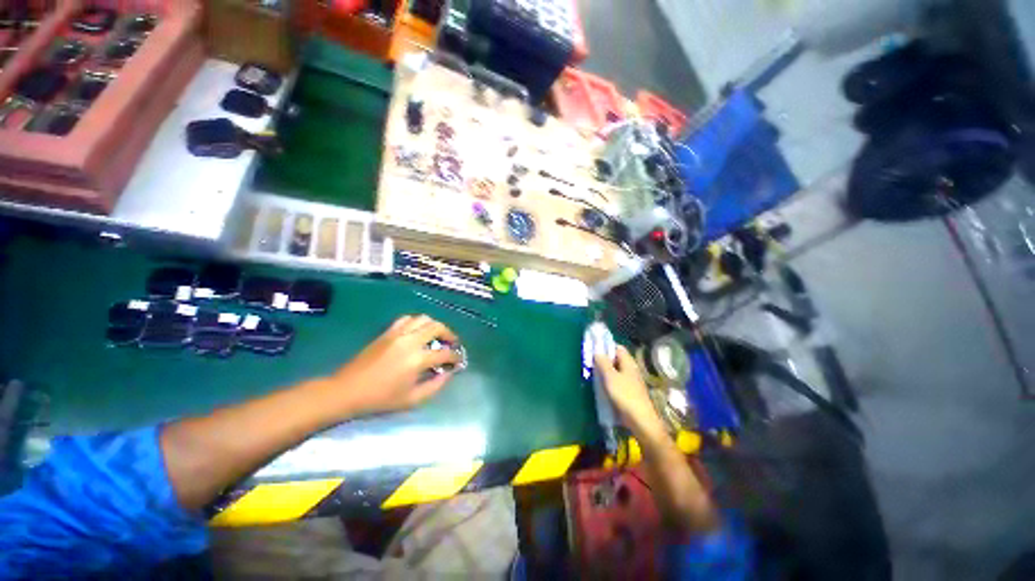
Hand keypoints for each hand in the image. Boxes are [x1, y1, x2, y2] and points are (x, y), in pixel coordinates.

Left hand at [328, 315, 460, 414]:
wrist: (347, 391)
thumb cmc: (380, 399)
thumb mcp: (412, 400)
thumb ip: (435, 386)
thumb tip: (449, 373)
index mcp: (417, 359)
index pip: (445, 353)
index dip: (456, 356)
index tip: (459, 361)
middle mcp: (410, 341)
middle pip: (438, 327)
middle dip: (450, 334)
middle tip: (452, 344)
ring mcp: (398, 334)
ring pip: (424, 319)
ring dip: (435, 326)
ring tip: (437, 336)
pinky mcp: (387, 332)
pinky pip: (407, 319)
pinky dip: (417, 322)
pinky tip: (418, 332)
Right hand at [594, 346, 661, 432]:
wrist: (640, 420)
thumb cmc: (625, 395)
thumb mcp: (610, 377)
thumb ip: (603, 362)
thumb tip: (597, 351)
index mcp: (628, 362)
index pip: (617, 348)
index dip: (606, 346)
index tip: (593, 349)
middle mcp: (631, 369)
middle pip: (616, 359)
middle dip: (603, 359)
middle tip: (590, 362)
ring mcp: (631, 381)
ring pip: (615, 371)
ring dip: (605, 371)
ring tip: (592, 373)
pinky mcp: (629, 392)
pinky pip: (616, 382)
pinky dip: (608, 381)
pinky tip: (600, 386)